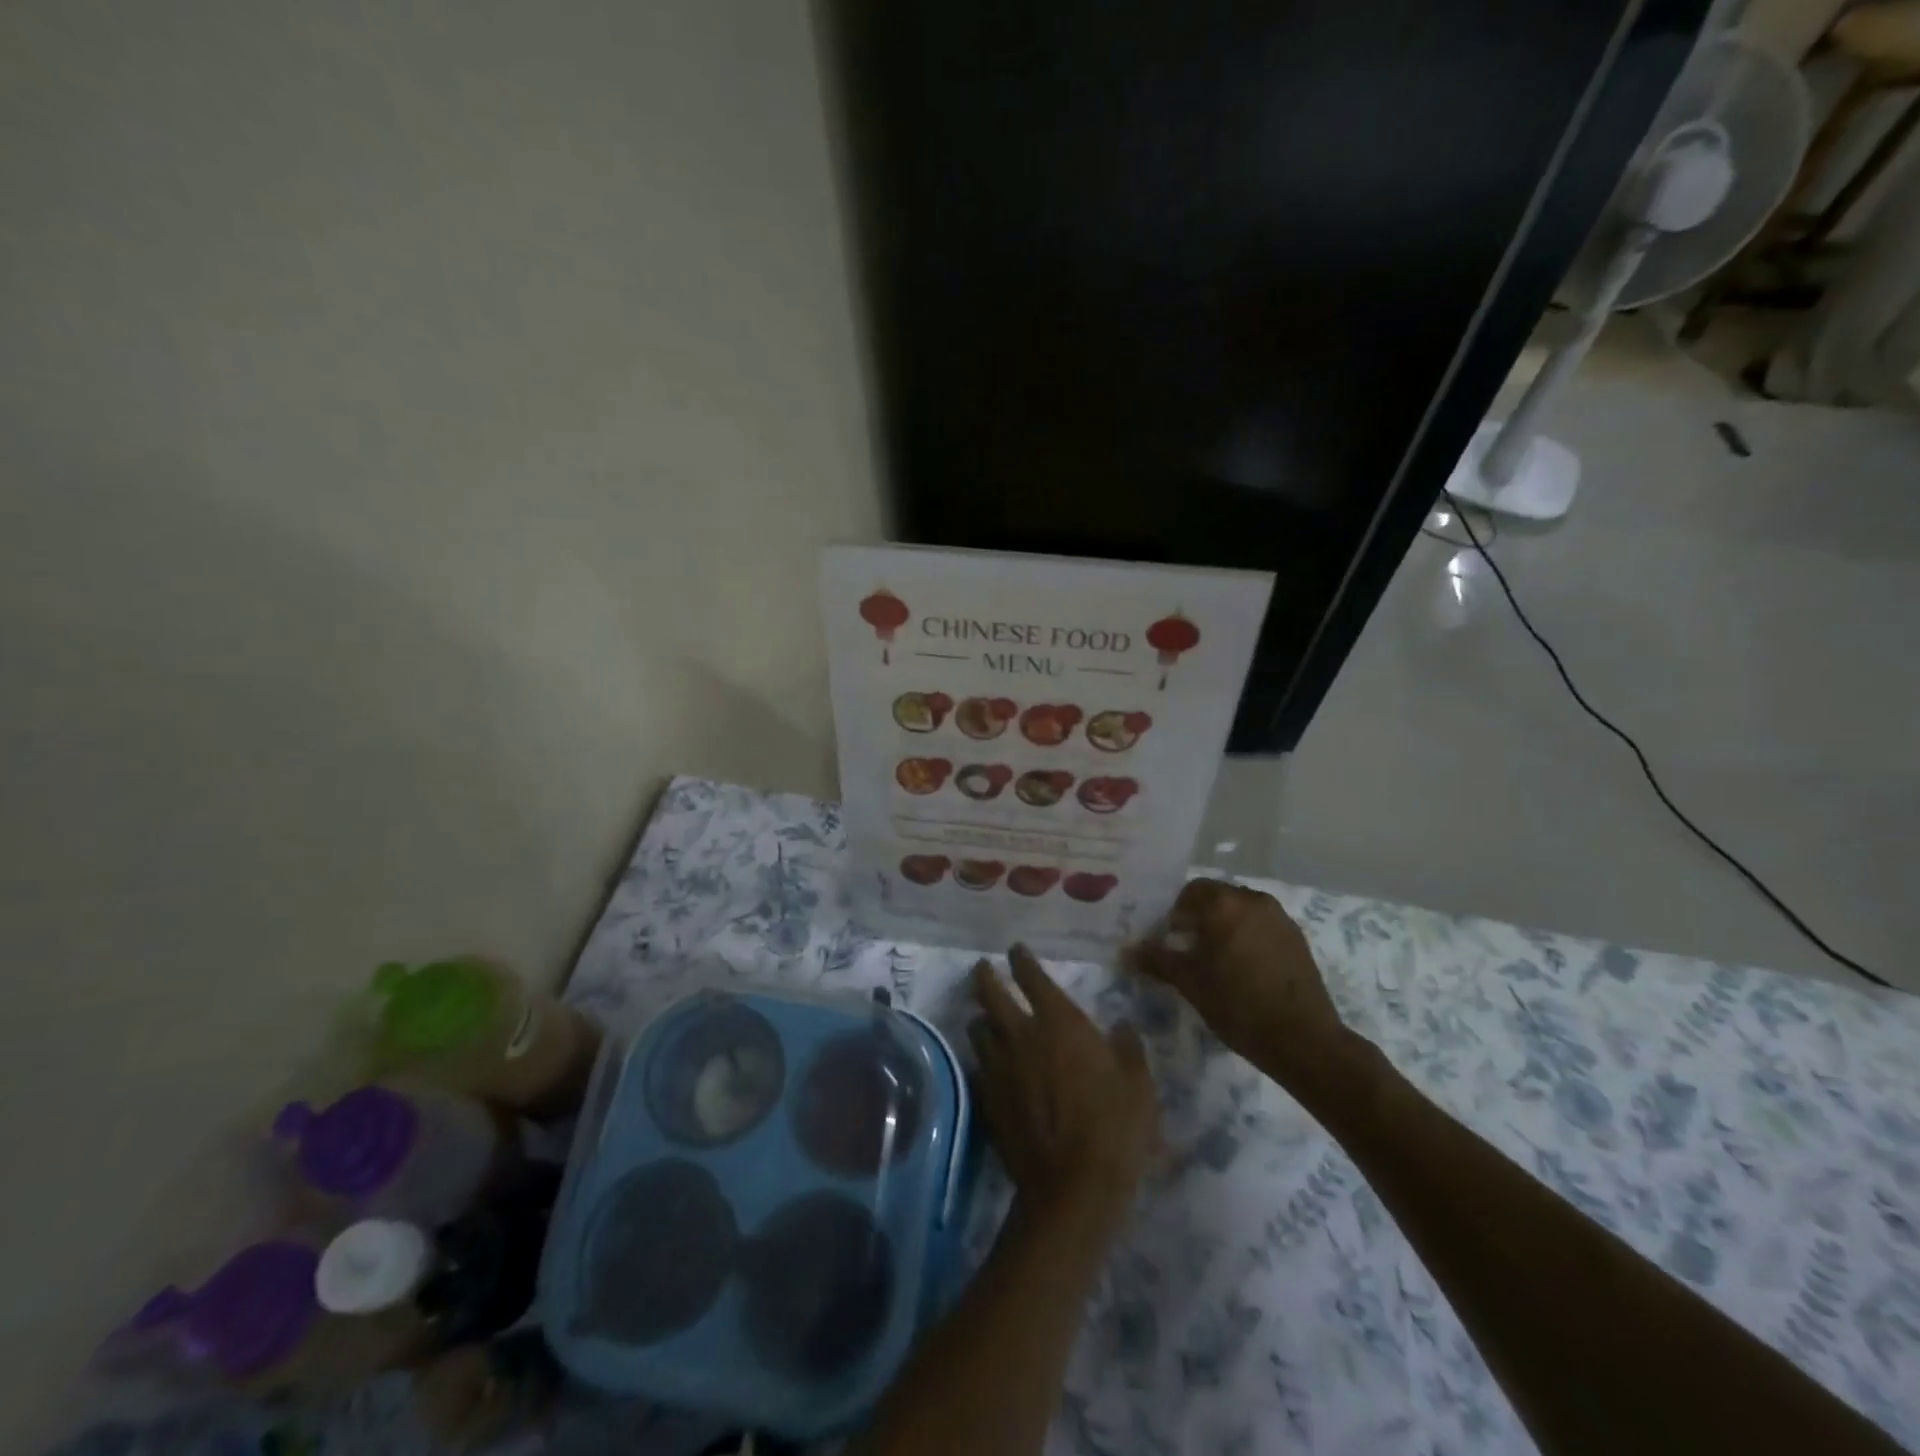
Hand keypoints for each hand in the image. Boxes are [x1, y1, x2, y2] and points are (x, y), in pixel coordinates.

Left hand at [968, 945, 1158, 1211]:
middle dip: (986, 976)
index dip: (1022, 959)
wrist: (1071, 1188)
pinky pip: (979, 1067)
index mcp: (1059, 1022)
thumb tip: (1123, 1026)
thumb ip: (1129, 1050)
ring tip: (986, 1018)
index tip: (1016, 949)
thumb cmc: (1113, 1130)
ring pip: (978, 1029)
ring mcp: (998, 1067)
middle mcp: (1021, 1035)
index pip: (1031, 977)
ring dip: (982, 1018)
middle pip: (991, 994)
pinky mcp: (987, 1098)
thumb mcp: (1138, 1087)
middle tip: (983, 968)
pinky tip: (991, 1068)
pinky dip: (984, 1061)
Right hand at [1130, 879, 1345, 1077]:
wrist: (1302, 1039)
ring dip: (1226, 926)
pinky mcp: (1298, 938)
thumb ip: (1157, 959)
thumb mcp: (1189, 982)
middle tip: (1189, 948)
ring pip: (1242, 911)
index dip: (1175, 912)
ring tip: (1217, 960)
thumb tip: (1128, 951)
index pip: (1190, 891)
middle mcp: (1254, 900)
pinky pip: (1263, 926)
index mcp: (1224, 903)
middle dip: (1201, 917)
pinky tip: (1244, 969)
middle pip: (1218, 898)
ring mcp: (1280, 918)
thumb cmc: (1237, 1004)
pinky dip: (1248, 937)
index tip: (1170, 938)